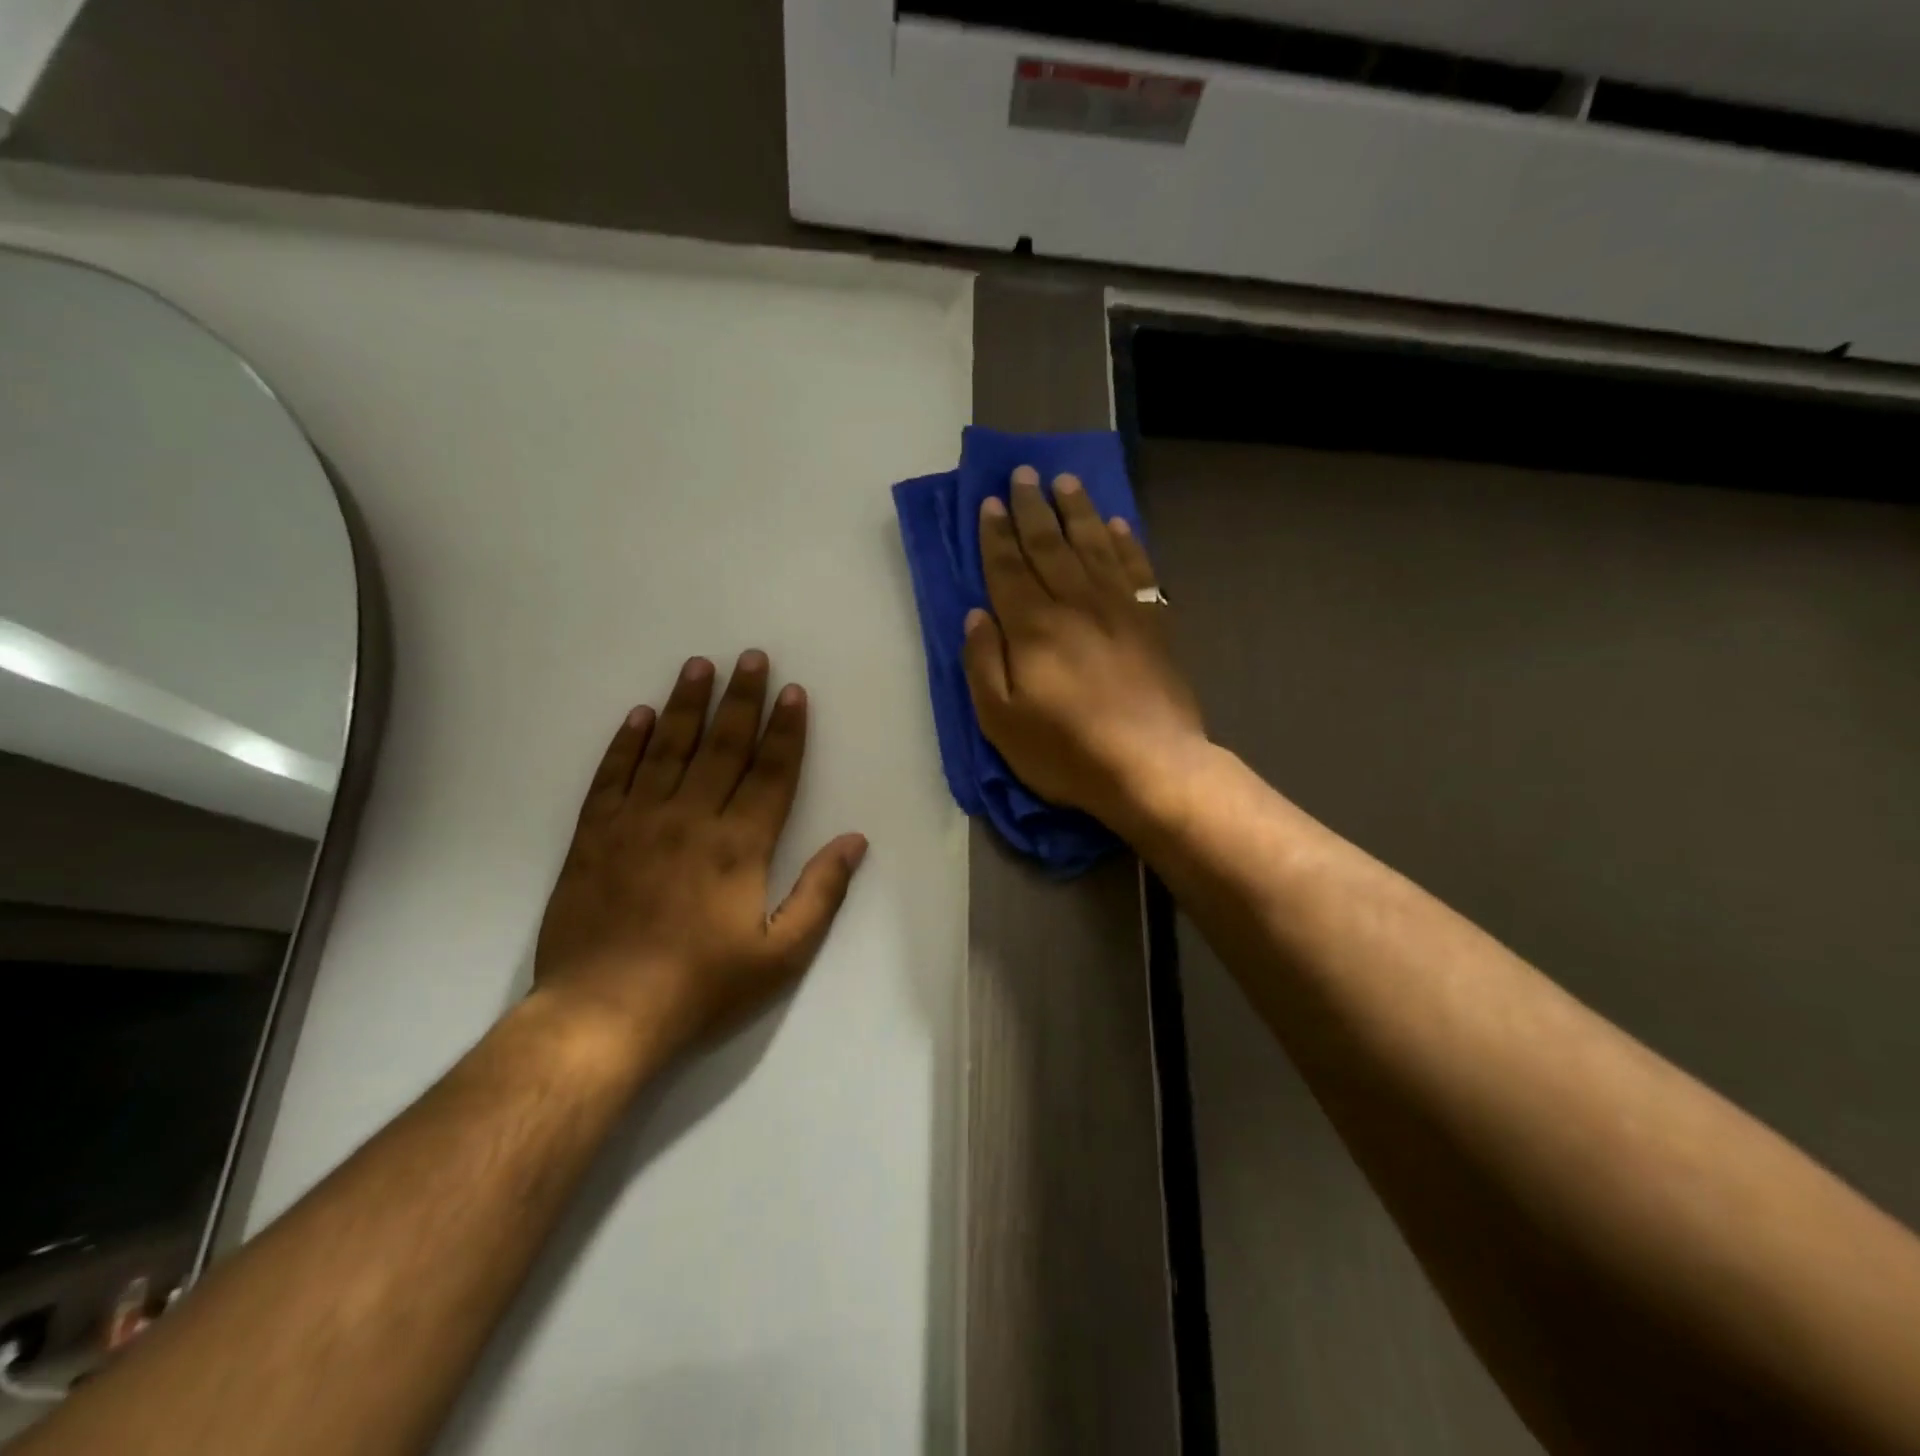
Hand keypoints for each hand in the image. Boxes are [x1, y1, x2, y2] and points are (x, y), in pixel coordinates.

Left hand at [533, 652, 867, 1067]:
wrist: (603, 1014)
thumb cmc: (701, 986)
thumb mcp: (780, 954)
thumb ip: (821, 892)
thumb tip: (855, 840)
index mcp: (740, 845)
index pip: (771, 772)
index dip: (786, 730)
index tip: (794, 692)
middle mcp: (691, 818)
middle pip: (722, 745)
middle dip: (741, 699)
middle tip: (751, 657)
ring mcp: (637, 822)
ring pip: (667, 749)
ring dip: (686, 704)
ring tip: (699, 665)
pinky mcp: (594, 836)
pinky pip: (612, 776)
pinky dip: (626, 743)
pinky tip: (639, 715)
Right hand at [961, 466, 1204, 827]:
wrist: (1150, 766)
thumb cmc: (1066, 751)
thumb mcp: (1001, 720)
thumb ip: (983, 662)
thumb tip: (976, 614)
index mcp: (1033, 627)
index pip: (1008, 569)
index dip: (996, 535)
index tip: (990, 502)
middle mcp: (1075, 605)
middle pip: (1050, 546)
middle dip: (1033, 509)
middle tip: (1024, 474)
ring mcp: (1119, 610)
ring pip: (1094, 547)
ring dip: (1078, 512)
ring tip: (1066, 483)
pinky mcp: (1153, 624)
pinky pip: (1137, 571)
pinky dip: (1127, 543)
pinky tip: (1118, 525)